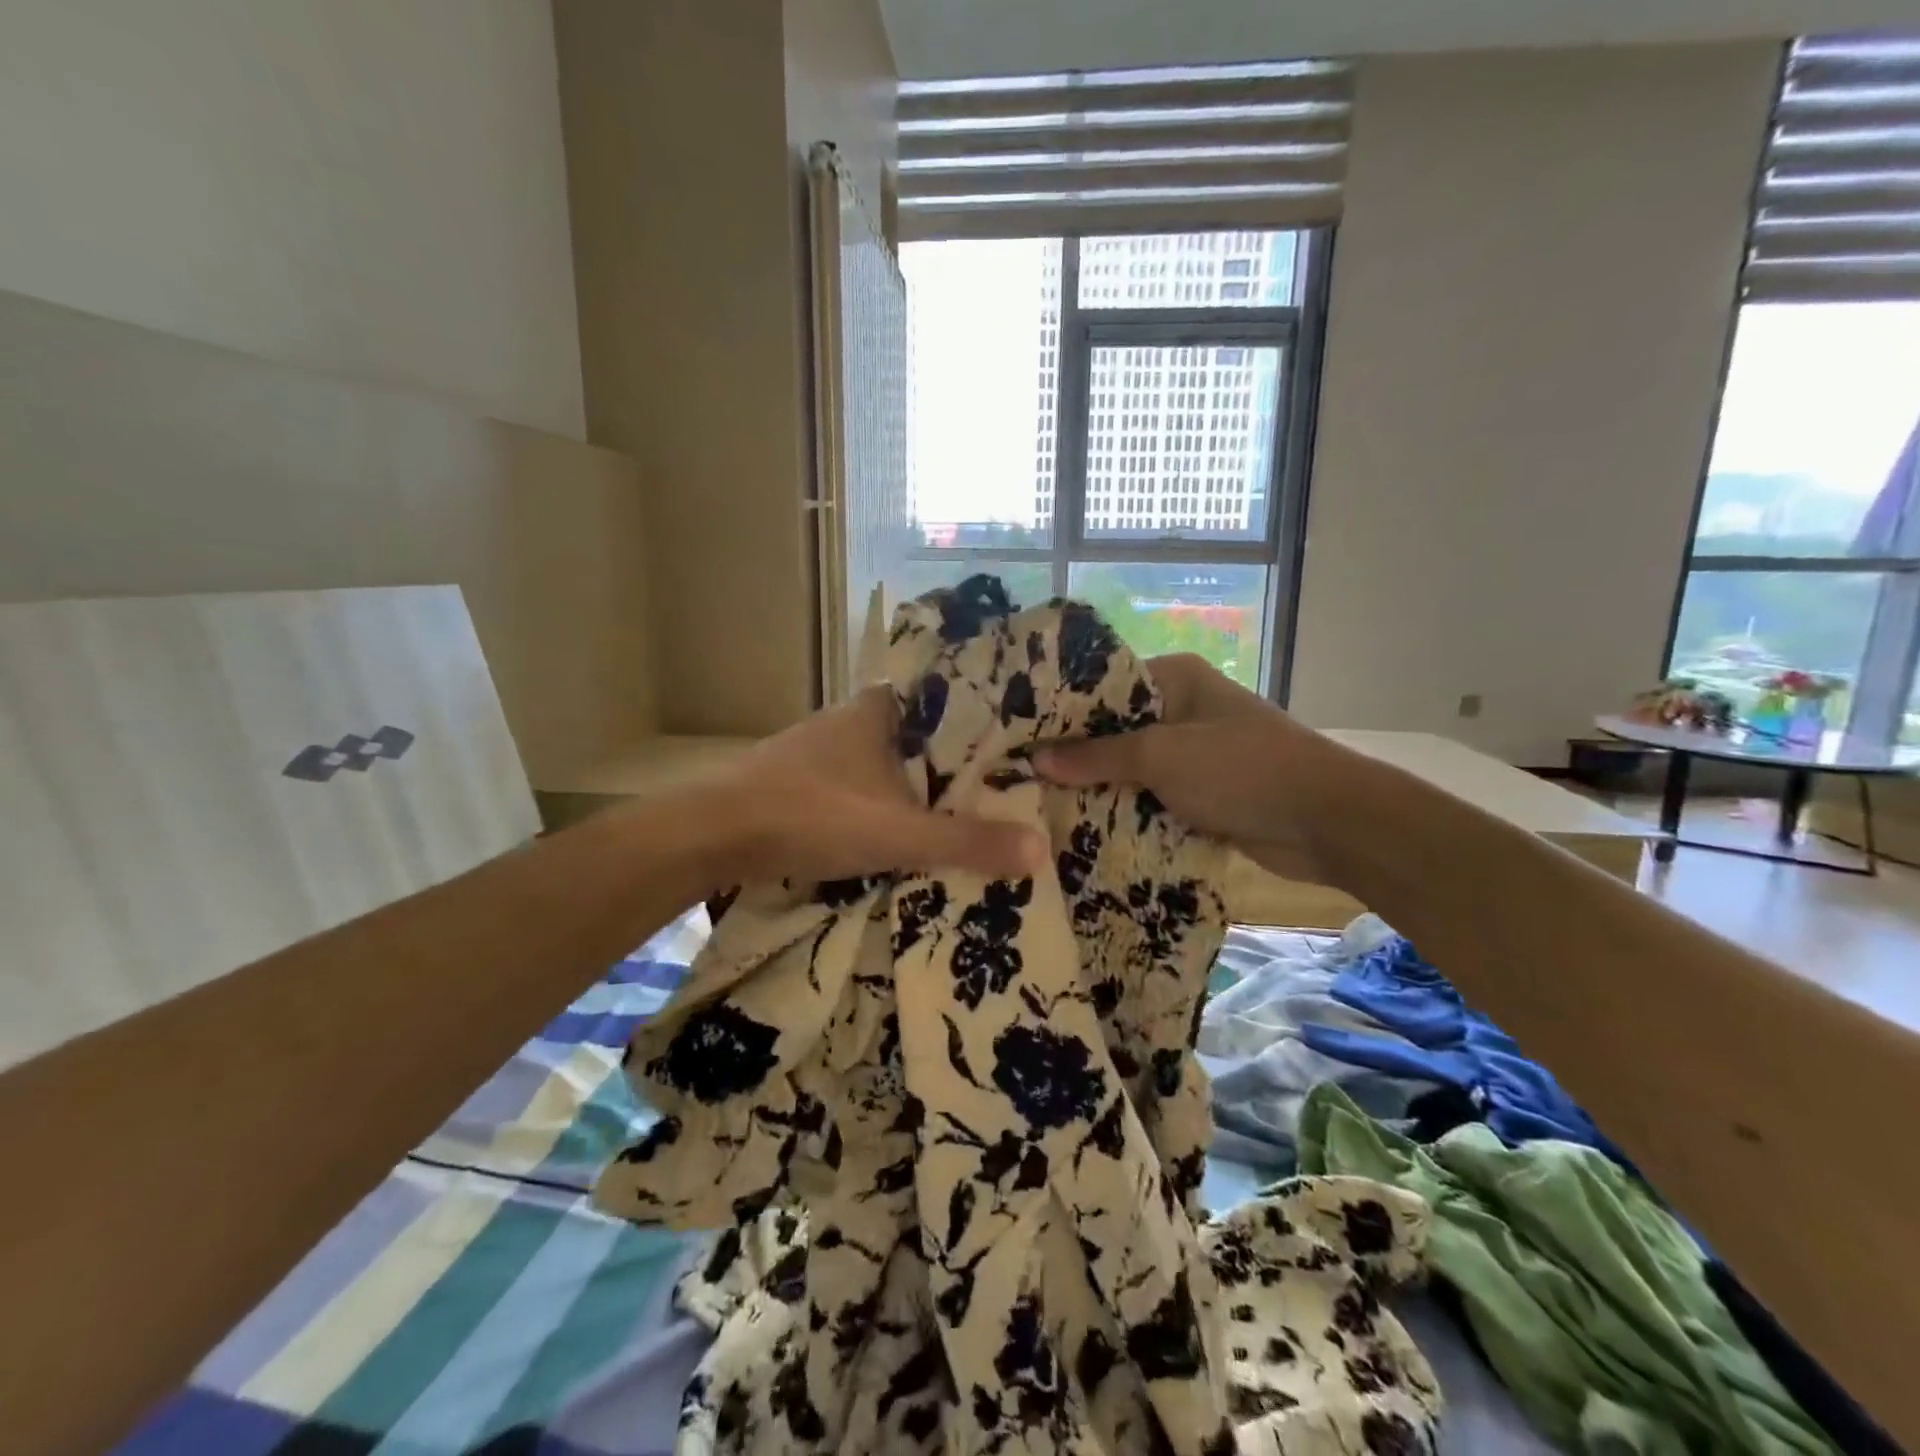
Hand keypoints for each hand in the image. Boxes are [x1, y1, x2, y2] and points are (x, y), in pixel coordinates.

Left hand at [702, 686, 1047, 886]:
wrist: (711, 835)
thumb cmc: (809, 815)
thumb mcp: (896, 831)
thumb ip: (965, 841)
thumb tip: (1040, 851)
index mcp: (881, 709)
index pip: (951, 698)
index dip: (988, 718)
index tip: (1026, 740)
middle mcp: (855, 719)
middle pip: (926, 735)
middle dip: (962, 760)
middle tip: (1012, 784)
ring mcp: (827, 750)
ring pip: (894, 762)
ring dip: (926, 785)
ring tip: (975, 809)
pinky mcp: (808, 781)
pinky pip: (868, 785)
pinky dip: (892, 803)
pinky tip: (910, 827)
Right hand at [1033, 654, 1345, 882]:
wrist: (1327, 822)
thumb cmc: (1242, 769)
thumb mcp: (1162, 755)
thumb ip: (1098, 756)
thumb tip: (1035, 759)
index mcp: (1175, 679)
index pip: (1103, 685)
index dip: (1060, 710)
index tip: (1016, 733)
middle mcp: (1180, 710)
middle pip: (1112, 730)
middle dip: (1073, 755)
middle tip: (1016, 774)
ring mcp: (1191, 754)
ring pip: (1129, 768)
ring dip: (1096, 788)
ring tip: (1035, 804)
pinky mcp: (1200, 794)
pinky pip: (1149, 798)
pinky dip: (1123, 811)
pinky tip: (1080, 828)